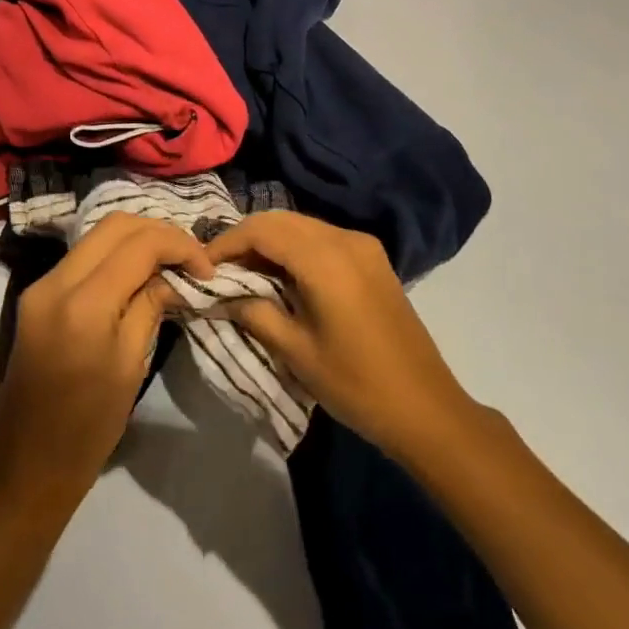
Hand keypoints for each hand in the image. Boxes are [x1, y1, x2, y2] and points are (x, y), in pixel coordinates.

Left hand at [0, 214, 213, 514]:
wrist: (28, 465)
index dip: (179, 246)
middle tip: (191, 258)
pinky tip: (139, 274)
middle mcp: (54, 282)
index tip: (208, 268)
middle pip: (114, 225)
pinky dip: (114, 255)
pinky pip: (82, 257)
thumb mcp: (130, 366)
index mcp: (82, 304)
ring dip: (136, 240)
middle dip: (158, 232)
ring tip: (170, 263)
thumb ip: (150, 306)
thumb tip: (174, 275)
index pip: (139, 245)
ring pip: (96, 236)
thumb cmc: (88, 428)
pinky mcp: (36, 296)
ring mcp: (40, 286)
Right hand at [205, 211, 476, 464]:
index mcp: (325, 259)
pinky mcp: (373, 259)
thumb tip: (221, 295)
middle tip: (220, 270)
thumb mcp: (296, 351)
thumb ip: (254, 313)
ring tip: (244, 274)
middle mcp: (346, 239)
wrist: (426, 408)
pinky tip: (281, 277)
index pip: (262, 229)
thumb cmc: (356, 384)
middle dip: (246, 239)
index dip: (227, 243)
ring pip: (302, 226)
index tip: (203, 267)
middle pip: (282, 220)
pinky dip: (295, 249)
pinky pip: (323, 239)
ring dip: (270, 242)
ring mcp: (364, 247)